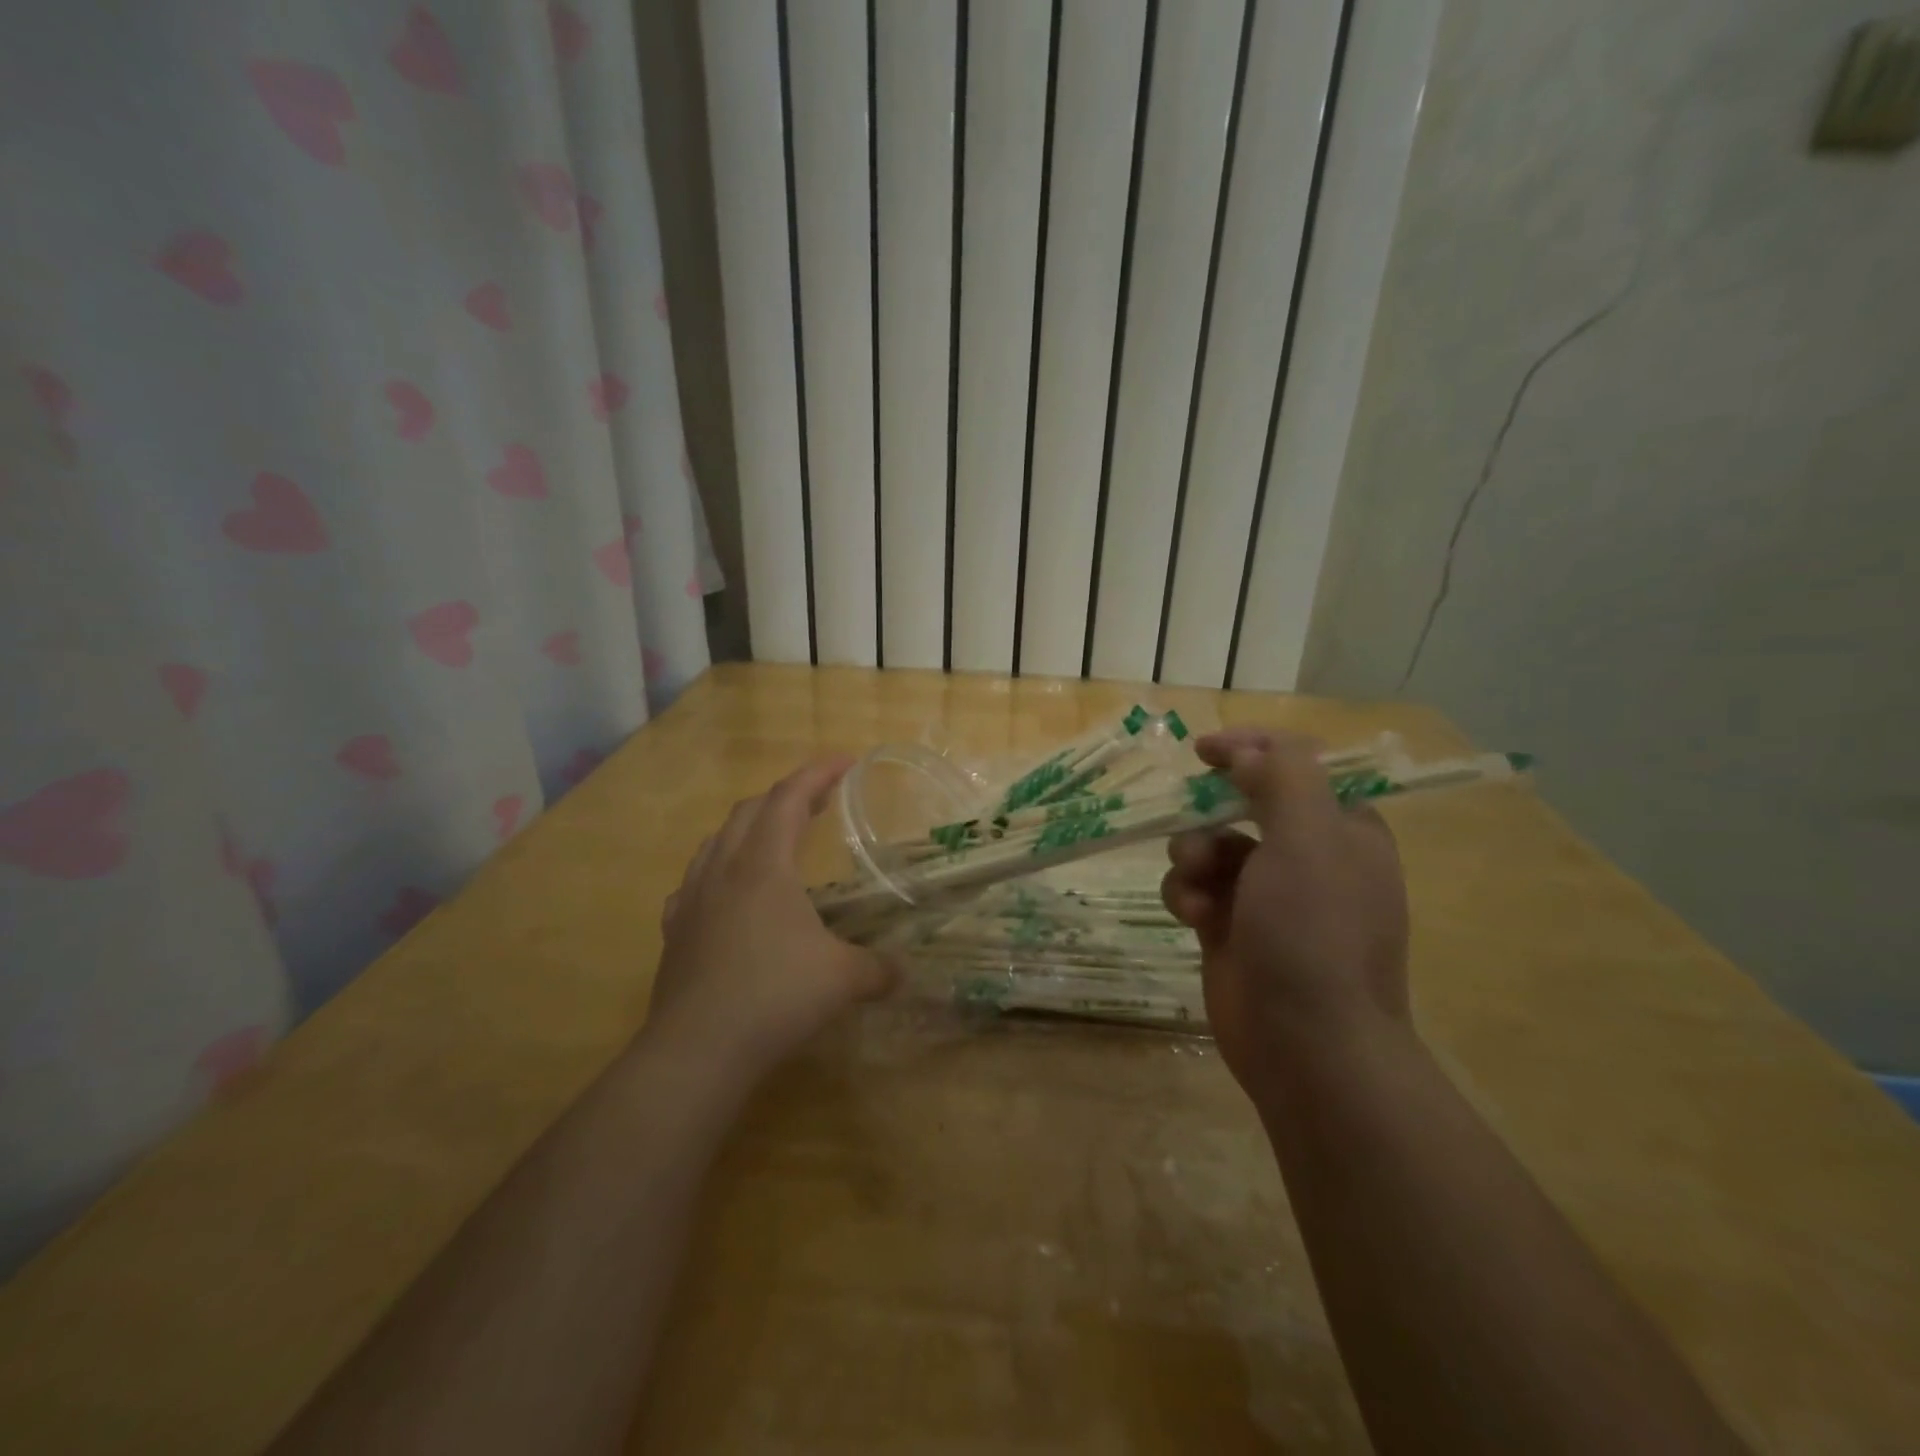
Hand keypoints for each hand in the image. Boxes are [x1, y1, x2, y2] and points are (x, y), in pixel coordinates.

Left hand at [649, 756, 895, 1080]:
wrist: (697, 1050)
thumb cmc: (775, 997)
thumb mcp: (843, 980)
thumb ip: (879, 969)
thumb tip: (903, 973)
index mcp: (764, 865)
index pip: (789, 798)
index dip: (818, 773)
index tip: (846, 761)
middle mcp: (724, 870)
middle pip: (751, 811)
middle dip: (787, 796)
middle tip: (819, 801)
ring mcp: (692, 899)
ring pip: (717, 840)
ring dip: (749, 827)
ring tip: (773, 838)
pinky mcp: (675, 931)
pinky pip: (695, 881)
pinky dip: (718, 869)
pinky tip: (727, 892)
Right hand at [1161, 728, 1412, 1101]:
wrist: (1308, 1045)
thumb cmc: (1314, 932)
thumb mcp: (1309, 838)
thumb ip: (1283, 778)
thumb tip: (1250, 754)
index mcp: (1342, 830)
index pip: (1297, 767)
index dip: (1252, 750)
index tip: (1204, 750)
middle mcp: (1308, 858)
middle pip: (1245, 805)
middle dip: (1211, 811)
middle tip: (1191, 815)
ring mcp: (1267, 897)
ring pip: (1211, 847)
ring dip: (1193, 856)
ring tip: (1196, 883)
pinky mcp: (1231, 929)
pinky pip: (1195, 889)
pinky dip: (1186, 895)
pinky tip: (1191, 918)